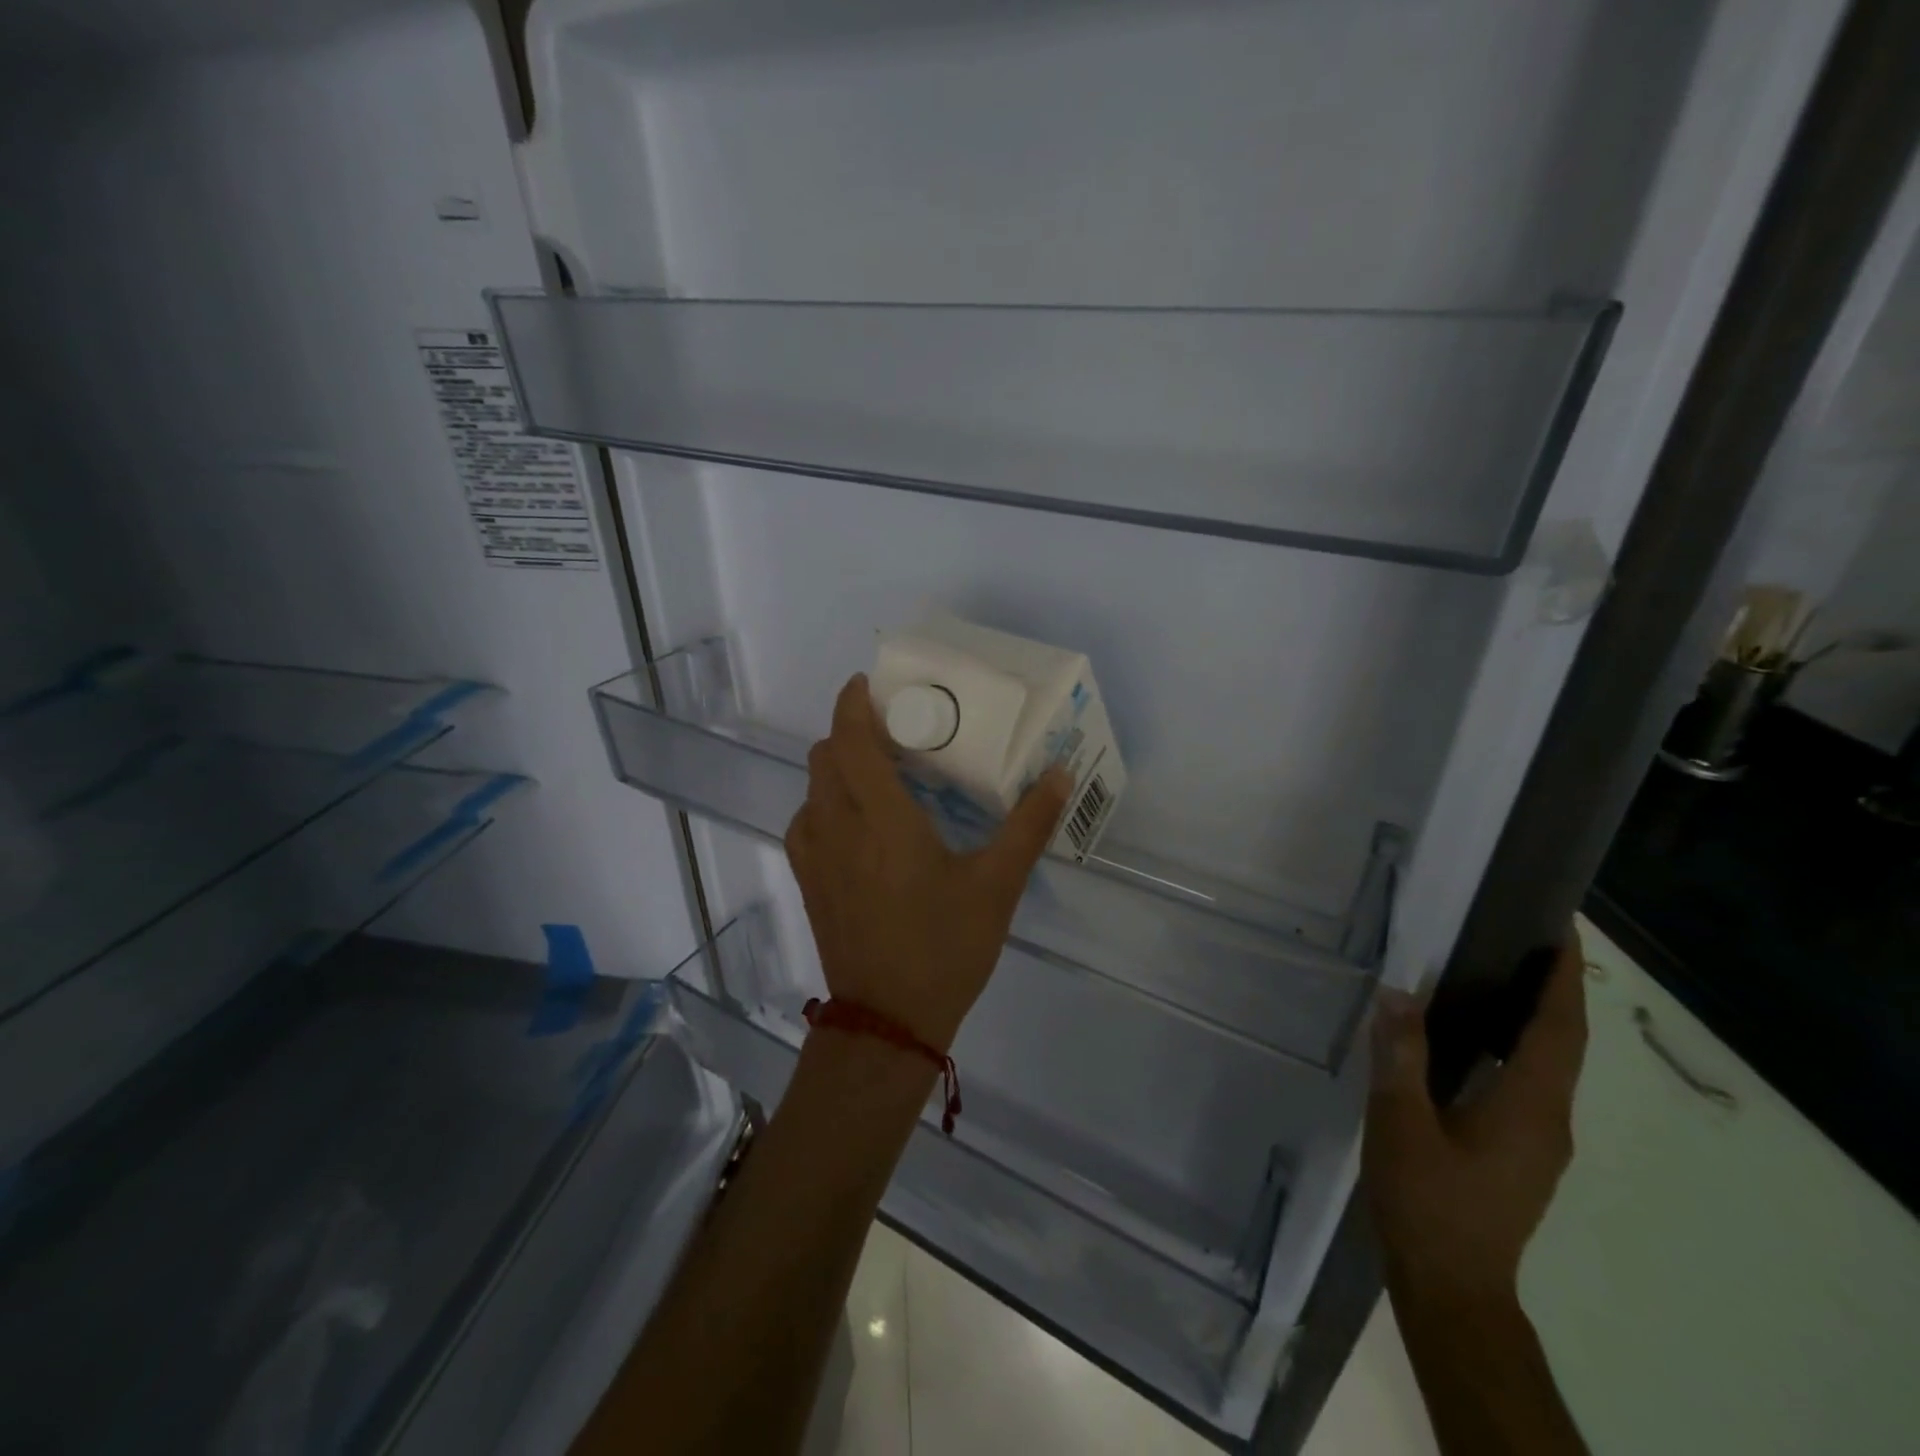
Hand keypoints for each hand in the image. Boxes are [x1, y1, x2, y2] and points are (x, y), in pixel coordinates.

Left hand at [784, 674, 1072, 1051]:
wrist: (888, 1021)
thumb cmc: (944, 948)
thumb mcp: (997, 886)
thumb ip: (1028, 825)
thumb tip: (1060, 775)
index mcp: (881, 819)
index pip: (850, 740)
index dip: (852, 703)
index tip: (868, 684)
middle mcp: (836, 827)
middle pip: (825, 756)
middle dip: (850, 732)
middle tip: (892, 733)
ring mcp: (814, 856)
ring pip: (812, 788)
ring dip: (837, 767)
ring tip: (877, 774)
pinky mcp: (808, 881)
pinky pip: (805, 821)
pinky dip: (825, 803)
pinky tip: (858, 824)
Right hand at [1363, 936, 1587, 1306]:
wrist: (1452, 1288)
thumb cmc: (1428, 1202)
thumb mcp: (1401, 1124)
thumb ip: (1400, 1057)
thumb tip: (1398, 991)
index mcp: (1530, 1106)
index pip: (1558, 1029)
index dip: (1563, 978)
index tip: (1560, 930)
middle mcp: (1549, 1119)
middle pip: (1563, 1042)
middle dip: (1553, 988)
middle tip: (1522, 936)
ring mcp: (1540, 1140)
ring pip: (1548, 1064)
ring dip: (1537, 1016)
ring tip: (1497, 972)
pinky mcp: (1521, 1152)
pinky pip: (1529, 1081)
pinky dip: (1517, 1045)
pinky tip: (1475, 1037)